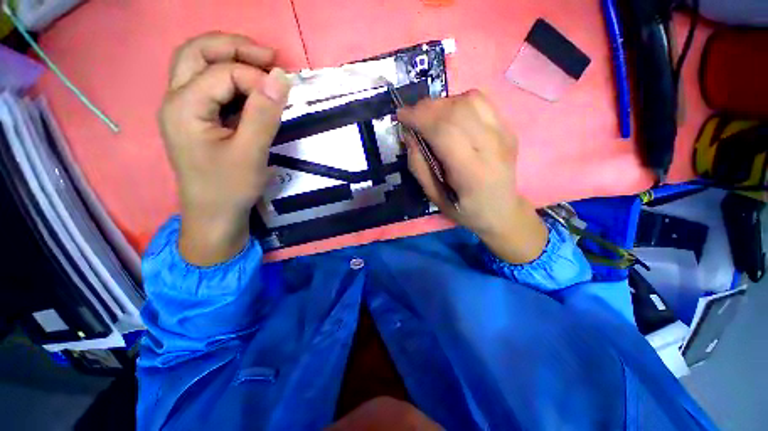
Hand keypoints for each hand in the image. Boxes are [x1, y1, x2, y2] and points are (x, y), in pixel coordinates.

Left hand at [159, 32, 290, 265]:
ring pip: (196, 56)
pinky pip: (201, 72)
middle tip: (265, 58)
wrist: (209, 221)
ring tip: (258, 64)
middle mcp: (174, 100)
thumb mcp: (250, 155)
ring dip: (227, 52)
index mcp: (184, 109)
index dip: (255, 79)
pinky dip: (224, 66)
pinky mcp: (185, 110)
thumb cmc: (226, 193)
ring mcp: (177, 104)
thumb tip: (281, 74)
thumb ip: (264, 111)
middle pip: (197, 48)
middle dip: (233, 46)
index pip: (224, 72)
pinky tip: (243, 80)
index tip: (276, 98)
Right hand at [398, 91, 546, 263]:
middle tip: (415, 116)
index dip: (419, 116)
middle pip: (457, 109)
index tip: (401, 116)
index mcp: (472, 172)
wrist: (503, 210)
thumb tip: (409, 131)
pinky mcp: (508, 128)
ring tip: (436, 116)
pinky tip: (456, 115)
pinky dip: (461, 101)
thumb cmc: (466, 209)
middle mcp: (492, 148)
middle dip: (428, 107)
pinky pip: (482, 101)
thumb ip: (418, 164)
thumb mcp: (434, 197)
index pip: (444, 130)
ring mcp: (504, 135)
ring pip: (470, 99)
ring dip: (445, 102)